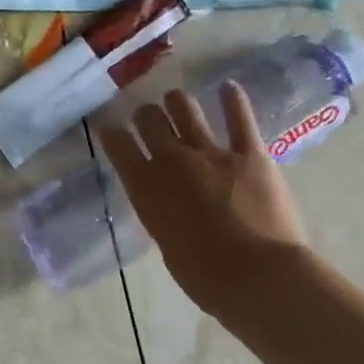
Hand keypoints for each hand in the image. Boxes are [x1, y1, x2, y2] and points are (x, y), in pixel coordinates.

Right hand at [98, 82, 308, 317]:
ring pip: (185, 108)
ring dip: (177, 102)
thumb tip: (166, 200)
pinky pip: (239, 118)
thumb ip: (160, 210)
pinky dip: (233, 100)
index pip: (117, 145)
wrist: (256, 276)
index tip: (107, 125)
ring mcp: (211, 152)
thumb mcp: (165, 240)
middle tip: (147, 117)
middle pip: (149, 120)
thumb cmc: (202, 275)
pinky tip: (229, 88)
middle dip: (145, 115)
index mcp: (144, 187)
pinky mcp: (250, 153)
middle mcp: (171, 160)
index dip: (110, 131)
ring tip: (177, 101)